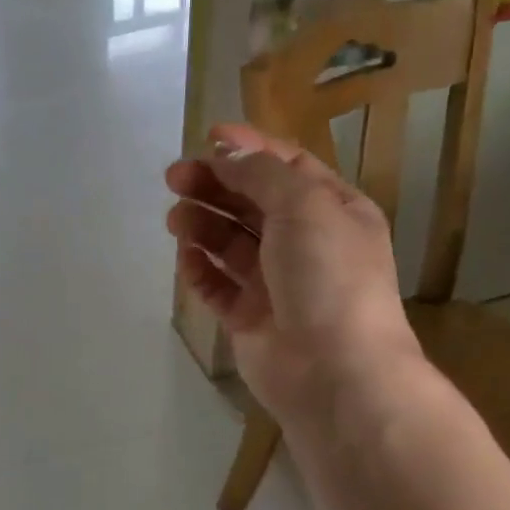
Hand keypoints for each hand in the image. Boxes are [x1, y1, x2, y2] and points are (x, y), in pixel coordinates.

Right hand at [165, 124, 422, 428]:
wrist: (335, 371)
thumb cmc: (328, 276)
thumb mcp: (304, 206)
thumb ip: (261, 174)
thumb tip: (227, 152)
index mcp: (332, 210)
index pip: (286, 167)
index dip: (248, 149)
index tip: (206, 137)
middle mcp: (305, 242)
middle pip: (251, 203)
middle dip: (214, 185)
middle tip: (174, 178)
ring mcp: (275, 282)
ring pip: (230, 243)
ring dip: (202, 224)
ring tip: (175, 219)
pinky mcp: (249, 317)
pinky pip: (217, 285)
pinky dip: (200, 269)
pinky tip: (185, 257)